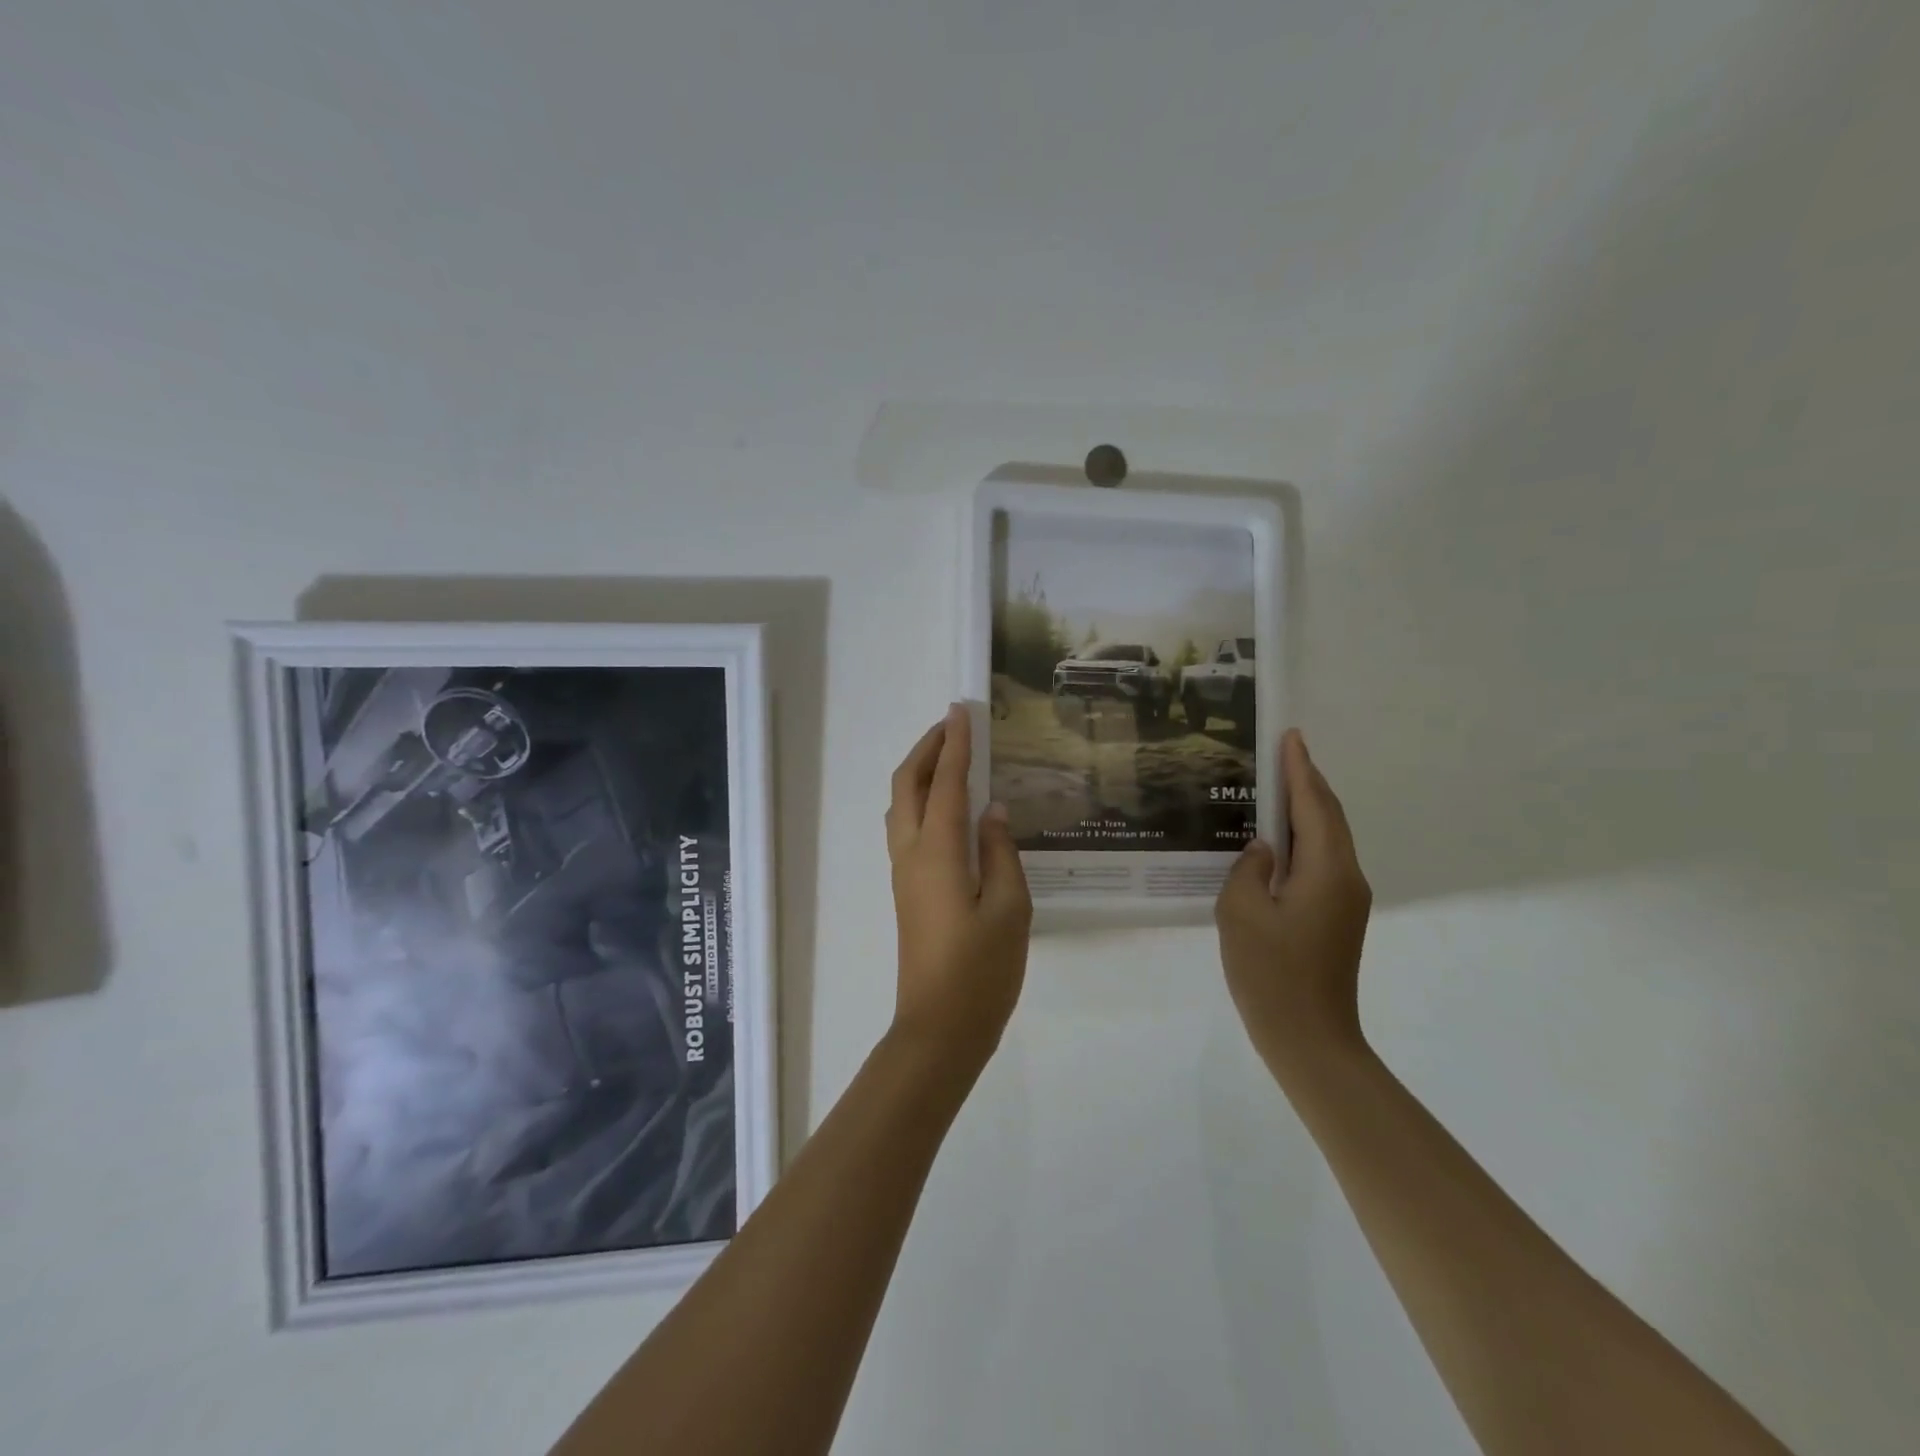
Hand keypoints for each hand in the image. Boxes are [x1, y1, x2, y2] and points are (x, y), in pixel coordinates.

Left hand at [885, 705, 1032, 1073]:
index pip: (944, 783)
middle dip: (927, 749)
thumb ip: (1001, 852)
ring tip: (950, 758)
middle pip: (907, 786)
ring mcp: (904, 873)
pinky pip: (907, 828)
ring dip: (920, 773)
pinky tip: (948, 808)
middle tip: (953, 726)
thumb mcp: (1009, 908)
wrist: (940, 1028)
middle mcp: (911, 854)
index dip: (955, 744)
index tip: (962, 711)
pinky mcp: (907, 891)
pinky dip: (921, 800)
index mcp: (938, 852)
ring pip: (900, 806)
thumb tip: (991, 811)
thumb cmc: (981, 970)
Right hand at [1215, 729, 1372, 1075]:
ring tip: (1276, 786)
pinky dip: (1304, 838)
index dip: (1300, 769)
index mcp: (1327, 871)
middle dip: (1308, 782)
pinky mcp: (1336, 918)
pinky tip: (1277, 840)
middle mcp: (1346, 878)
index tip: (1291, 736)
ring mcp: (1345, 900)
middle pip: (1329, 817)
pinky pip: (1321, 862)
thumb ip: (1248, 868)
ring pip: (1327, 840)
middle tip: (1283, 752)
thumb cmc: (1270, 974)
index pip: (1313, 805)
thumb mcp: (1240, 912)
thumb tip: (1263, 850)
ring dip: (1306, 809)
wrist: (1309, 1040)